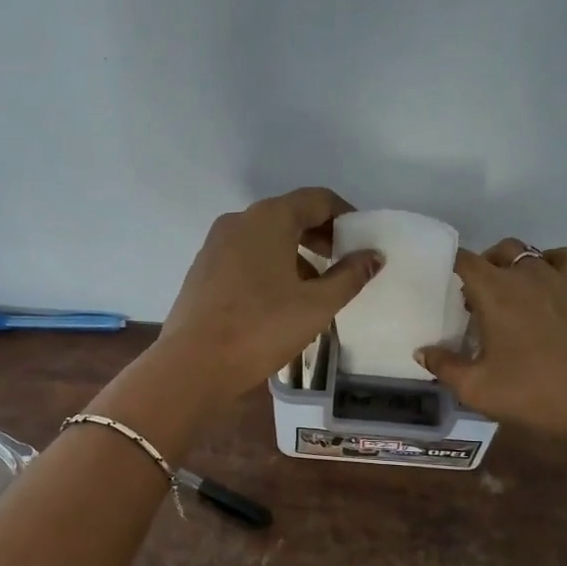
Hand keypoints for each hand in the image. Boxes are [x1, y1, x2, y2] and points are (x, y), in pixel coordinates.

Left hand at [156, 188, 381, 403]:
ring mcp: (216, 245)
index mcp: (269, 219)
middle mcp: (239, 221)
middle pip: (290, 215)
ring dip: (296, 253)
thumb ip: (350, 275)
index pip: (317, 199)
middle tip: (343, 264)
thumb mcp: (317, 305)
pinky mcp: (203, 270)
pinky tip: (280, 300)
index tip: (362, 242)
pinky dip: (270, 266)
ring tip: (316, 288)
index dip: (345, 216)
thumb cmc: (262, 328)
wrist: (193, 366)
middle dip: (321, 235)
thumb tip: (373, 255)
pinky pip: (246, 256)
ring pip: (266, 237)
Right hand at [416, 239, 566, 437]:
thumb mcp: (476, 388)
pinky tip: (548, 286)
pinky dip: (552, 264)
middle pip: (498, 251)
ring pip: (529, 253)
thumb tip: (422, 351)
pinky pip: (564, 259)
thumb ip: (444, 366)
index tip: (445, 284)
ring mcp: (559, 279)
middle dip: (483, 268)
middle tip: (477, 300)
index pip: (465, 261)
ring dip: (514, 266)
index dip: (451, 266)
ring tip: (511, 293)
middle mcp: (525, 275)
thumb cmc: (532, 393)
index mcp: (494, 292)